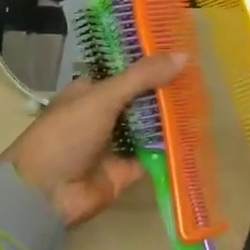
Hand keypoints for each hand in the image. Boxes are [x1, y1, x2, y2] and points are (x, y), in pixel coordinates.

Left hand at [0, 54, 183, 226]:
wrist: (44, 195)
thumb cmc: (67, 134)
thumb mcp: (103, 97)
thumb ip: (142, 77)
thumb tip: (183, 55)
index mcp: (91, 91)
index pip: (126, 71)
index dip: (151, 63)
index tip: (182, 54)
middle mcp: (103, 114)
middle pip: (140, 99)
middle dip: (165, 91)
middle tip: (200, 79)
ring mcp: (114, 143)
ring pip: (148, 127)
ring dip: (170, 119)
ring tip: (204, 103)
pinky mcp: (124, 171)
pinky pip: (153, 156)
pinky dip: (170, 149)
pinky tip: (195, 138)